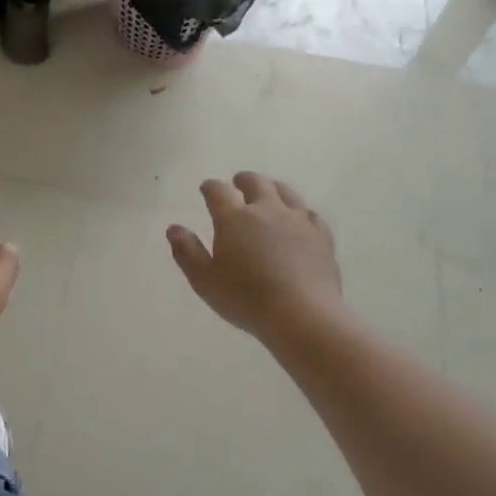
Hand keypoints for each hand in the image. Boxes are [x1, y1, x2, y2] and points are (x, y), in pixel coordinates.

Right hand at [167, 172, 342, 339]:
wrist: (301, 314)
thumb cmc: (245, 298)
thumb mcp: (204, 280)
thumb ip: (187, 251)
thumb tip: (174, 228)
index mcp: (234, 218)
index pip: (218, 191)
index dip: (210, 187)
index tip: (206, 189)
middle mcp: (267, 210)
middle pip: (255, 183)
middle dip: (243, 180)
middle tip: (238, 183)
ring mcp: (298, 220)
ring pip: (285, 192)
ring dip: (272, 189)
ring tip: (269, 193)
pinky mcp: (321, 236)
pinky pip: (310, 214)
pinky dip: (300, 212)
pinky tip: (299, 220)